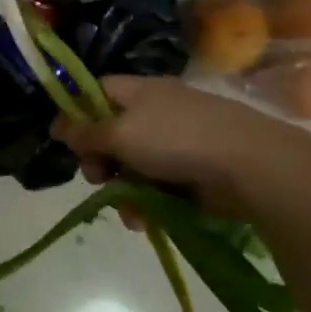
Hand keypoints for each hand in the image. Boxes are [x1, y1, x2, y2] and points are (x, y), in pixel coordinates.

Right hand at [51, 75, 310, 215]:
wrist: (251, 166)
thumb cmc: (176, 140)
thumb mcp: (120, 133)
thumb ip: (85, 132)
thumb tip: (59, 126)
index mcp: (139, 91)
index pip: (96, 92)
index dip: (76, 113)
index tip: (64, 141)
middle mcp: (156, 112)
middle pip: (111, 133)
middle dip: (99, 161)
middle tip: (97, 177)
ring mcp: (178, 142)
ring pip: (133, 166)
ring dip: (123, 190)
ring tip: (128, 212)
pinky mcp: (195, 171)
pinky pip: (158, 185)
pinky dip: (148, 202)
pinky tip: (146, 220)